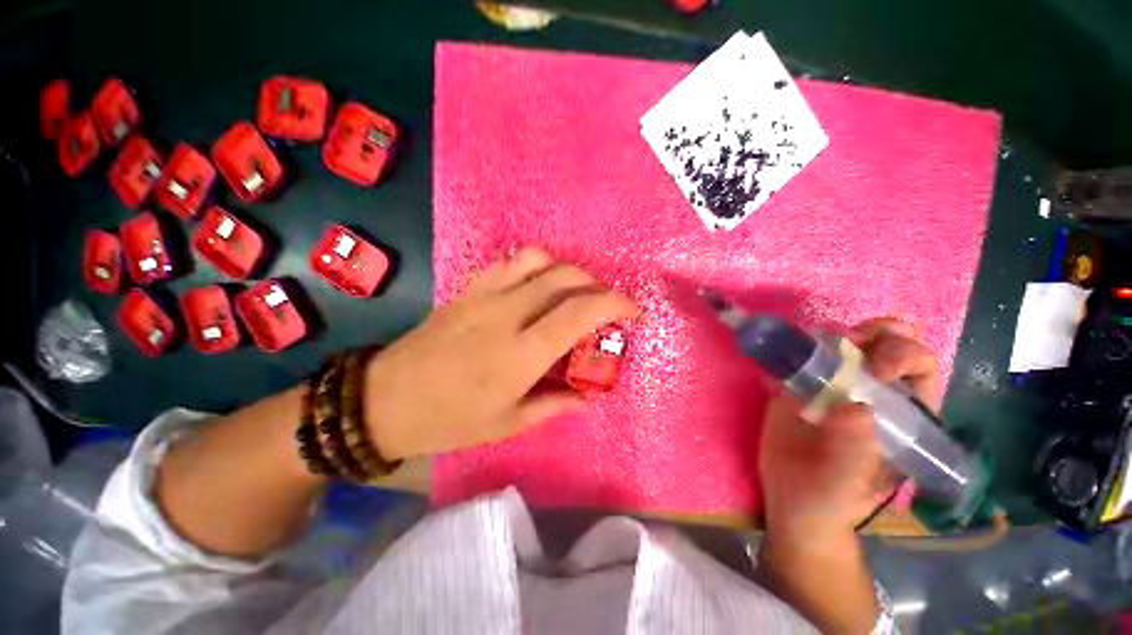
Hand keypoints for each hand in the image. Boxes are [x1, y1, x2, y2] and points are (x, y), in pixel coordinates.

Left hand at [362, 247, 636, 458]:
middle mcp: (507, 314)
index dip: (615, 304)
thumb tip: (587, 398)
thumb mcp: (507, 424)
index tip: (633, 311)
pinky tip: (537, 285)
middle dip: (597, 285)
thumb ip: (554, 404)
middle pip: (565, 277)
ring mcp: (484, 295)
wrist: (384, 400)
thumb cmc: (449, 420)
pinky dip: (535, 266)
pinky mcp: (468, 288)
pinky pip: (509, 262)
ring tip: (574, 291)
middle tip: (606, 305)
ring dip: (567, 270)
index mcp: (521, 353)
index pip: (581, 312)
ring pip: (538, 260)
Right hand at [755, 319, 938, 632]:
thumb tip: (854, 407)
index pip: (920, 366)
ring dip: (836, 333)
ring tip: (814, 347)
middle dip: (877, 333)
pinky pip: (801, 353)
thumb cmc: (831, 497)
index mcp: (905, 412)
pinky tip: (783, 357)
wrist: (792, 498)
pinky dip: (795, 345)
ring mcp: (834, 383)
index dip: (904, 356)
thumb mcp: (848, 482)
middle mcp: (874, 389)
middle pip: (890, 341)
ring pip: (847, 340)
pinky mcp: (799, 382)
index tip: (875, 370)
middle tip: (848, 343)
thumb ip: (855, 450)